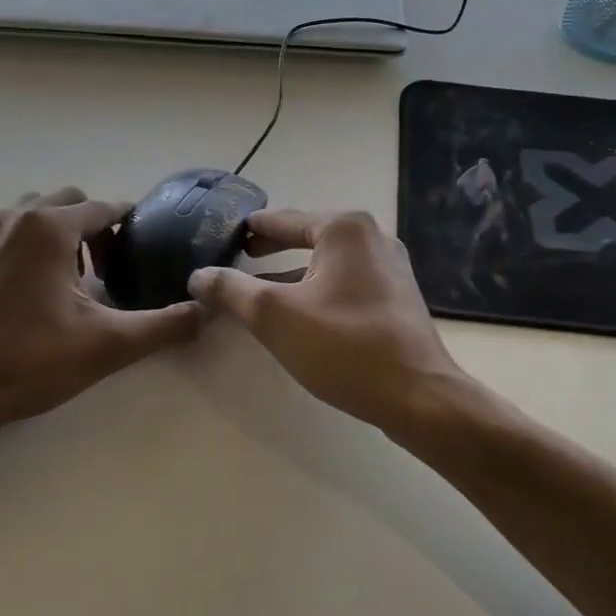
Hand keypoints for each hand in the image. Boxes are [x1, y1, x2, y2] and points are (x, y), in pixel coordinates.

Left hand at [0, 189, 200, 453]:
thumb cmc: (31, 361)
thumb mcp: (109, 345)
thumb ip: (165, 325)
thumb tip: (205, 311)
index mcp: (48, 227)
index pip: (103, 208)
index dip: (130, 226)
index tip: (145, 252)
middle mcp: (12, 218)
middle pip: (68, 202)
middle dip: (95, 227)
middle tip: (109, 271)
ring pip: (34, 214)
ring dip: (62, 234)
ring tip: (75, 279)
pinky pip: (8, 234)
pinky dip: (31, 247)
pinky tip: (37, 293)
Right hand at [188, 209, 469, 436]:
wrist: (417, 395)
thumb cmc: (344, 346)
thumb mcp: (274, 316)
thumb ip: (232, 291)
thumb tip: (199, 276)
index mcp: (345, 229)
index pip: (282, 220)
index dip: (249, 230)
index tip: (223, 235)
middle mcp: (372, 238)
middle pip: (307, 237)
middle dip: (271, 249)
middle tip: (239, 257)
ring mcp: (390, 268)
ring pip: (327, 263)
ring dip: (293, 275)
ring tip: (259, 289)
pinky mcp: (396, 297)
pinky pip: (346, 283)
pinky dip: (317, 290)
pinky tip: (300, 314)